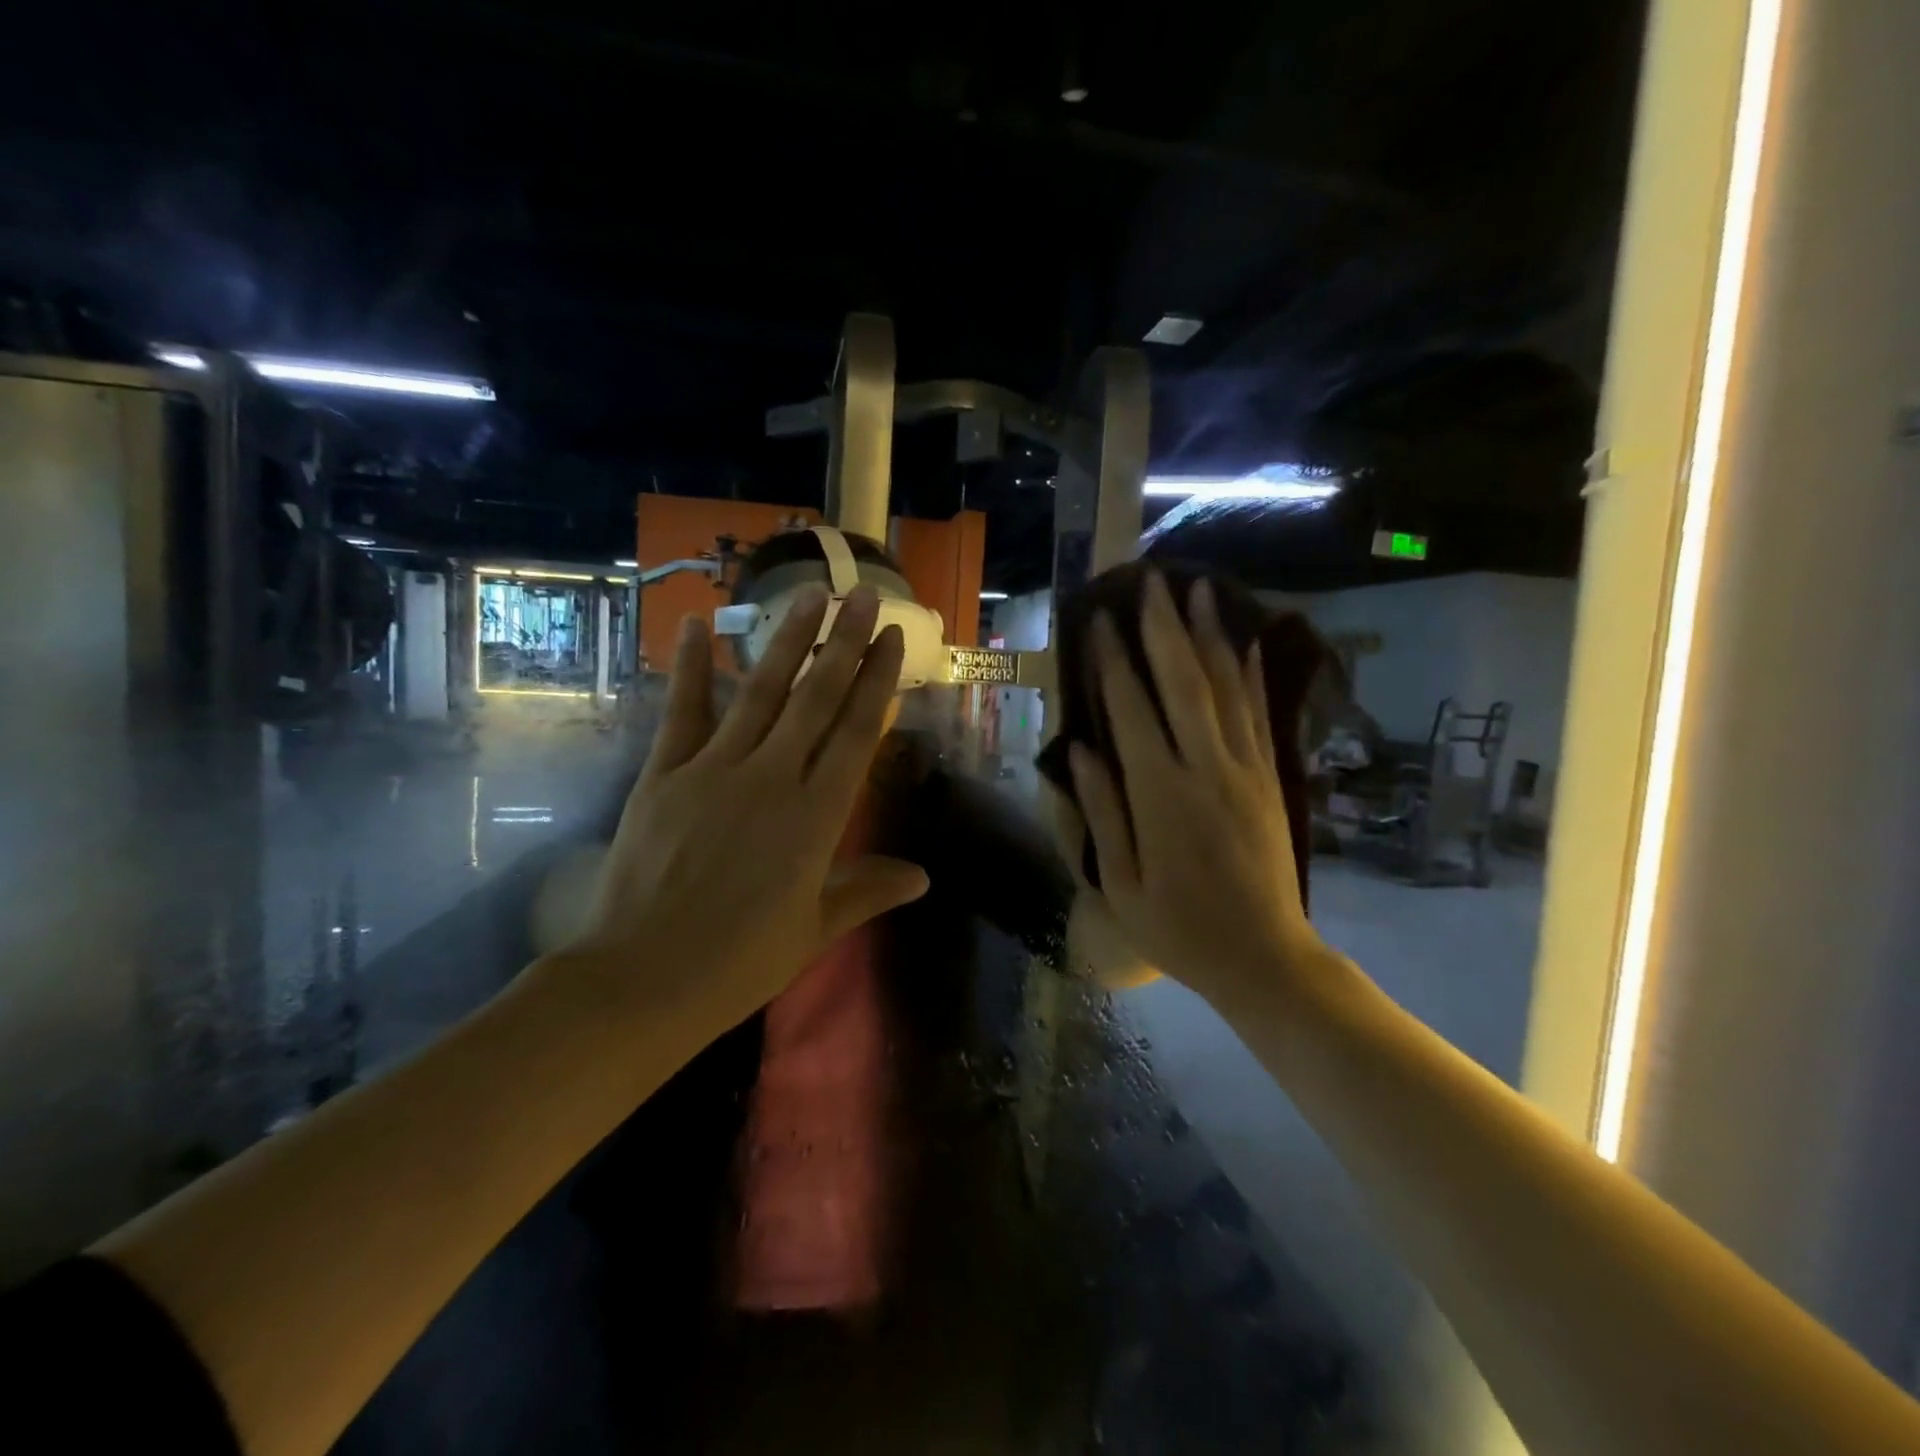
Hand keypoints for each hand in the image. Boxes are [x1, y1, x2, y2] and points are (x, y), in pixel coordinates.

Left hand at [562, 584, 929, 1045]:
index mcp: (817, 816)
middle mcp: (773, 778)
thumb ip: (868, 889)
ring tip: (810, 595)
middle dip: (845, 643)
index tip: (893, 639)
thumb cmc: (741, 961)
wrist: (645, 978)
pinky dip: (690, 668)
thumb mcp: (815, 928)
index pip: (857, 732)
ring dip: (788, 641)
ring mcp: (716, 770)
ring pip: (761, 692)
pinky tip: (698, 626)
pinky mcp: (666, 773)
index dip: (878, 681)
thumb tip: (923, 876)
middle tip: (863, 595)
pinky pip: (683, 711)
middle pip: (817, 699)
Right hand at [1063, 572, 1332, 1016]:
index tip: (1101, 621)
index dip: (1114, 662)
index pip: (1132, 711)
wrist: (1264, 957)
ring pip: (1226, 688)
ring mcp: (1245, 770)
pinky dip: (1252, 675)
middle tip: (1152, 581)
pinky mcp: (1270, 779)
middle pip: (1183, 683)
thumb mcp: (1120, 884)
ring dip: (1211, 636)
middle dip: (1164, 628)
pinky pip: (1260, 716)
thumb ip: (1102, 812)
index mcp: (1160, 795)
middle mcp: (1205, 768)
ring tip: (1200, 590)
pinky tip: (1247, 642)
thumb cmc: (1179, 928)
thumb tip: (1081, 750)